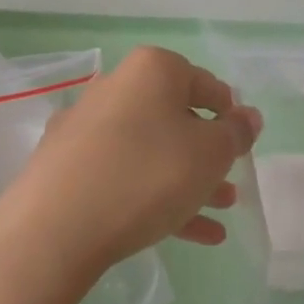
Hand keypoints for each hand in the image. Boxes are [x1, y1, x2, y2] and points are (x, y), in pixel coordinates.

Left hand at [0, 47, 261, 303]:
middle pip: (175, 118)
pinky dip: (157, 197)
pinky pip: (124, 175)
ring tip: (221, 212)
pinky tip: (190, 234)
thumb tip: (247, 116)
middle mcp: (116, 87)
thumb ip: (236, 133)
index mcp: (152, 70)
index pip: (205, 83)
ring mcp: (87, 127)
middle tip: (231, 183)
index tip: (241, 144)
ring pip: (152, 151)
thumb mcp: (210, 154)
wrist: (56, 227)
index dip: (229, 114)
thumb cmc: (148, 175)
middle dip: (208, 154)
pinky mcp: (68, 166)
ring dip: (188, 180)